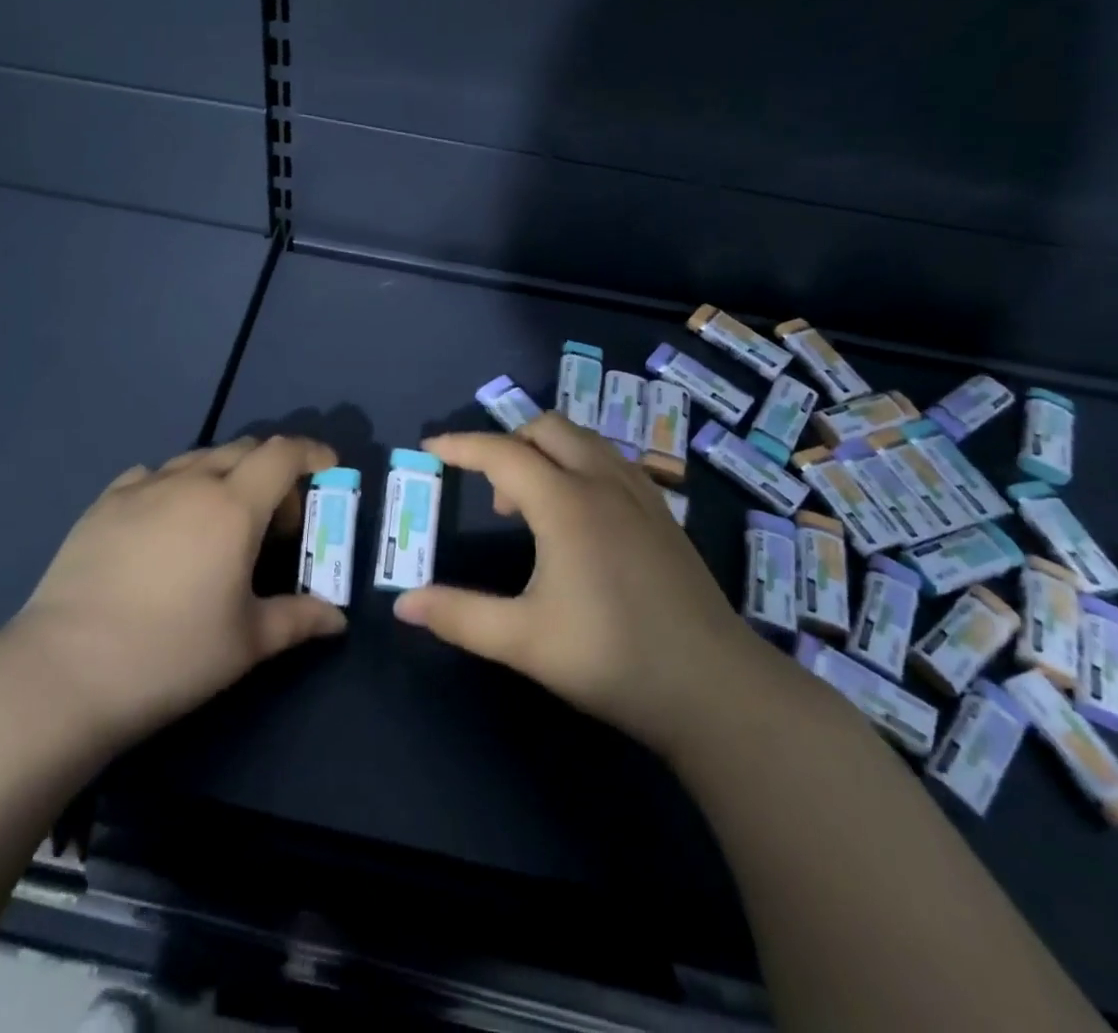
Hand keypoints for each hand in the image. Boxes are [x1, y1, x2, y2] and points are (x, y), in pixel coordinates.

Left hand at [0, 437, 347, 751]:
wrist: (66, 671)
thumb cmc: (172, 654)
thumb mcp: (247, 642)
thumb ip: (298, 619)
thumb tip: (336, 619)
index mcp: (233, 506)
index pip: (283, 454)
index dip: (312, 453)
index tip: (328, 471)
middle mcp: (190, 482)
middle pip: (243, 449)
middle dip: (272, 471)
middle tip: (276, 521)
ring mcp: (142, 488)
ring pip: (197, 459)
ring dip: (224, 475)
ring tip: (221, 522)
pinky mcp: (103, 503)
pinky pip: (152, 475)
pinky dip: (175, 485)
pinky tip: (166, 522)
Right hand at [393, 414, 765, 757]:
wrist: (714, 688)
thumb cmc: (611, 658)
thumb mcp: (524, 640)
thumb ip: (460, 616)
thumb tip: (403, 604)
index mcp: (565, 503)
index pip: (501, 453)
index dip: (461, 446)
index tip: (430, 448)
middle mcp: (602, 483)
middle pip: (547, 428)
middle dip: (508, 442)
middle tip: (490, 490)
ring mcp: (640, 494)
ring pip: (585, 440)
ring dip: (547, 451)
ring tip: (531, 504)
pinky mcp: (663, 514)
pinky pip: (611, 461)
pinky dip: (580, 464)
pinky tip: (579, 515)